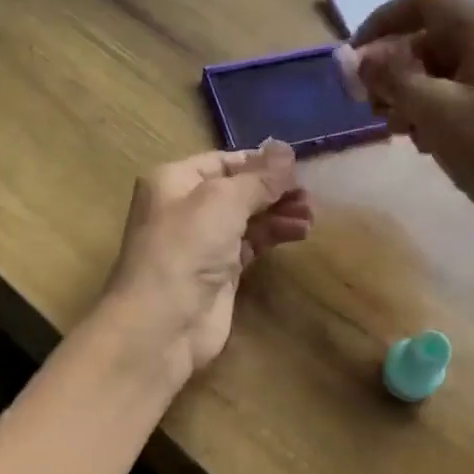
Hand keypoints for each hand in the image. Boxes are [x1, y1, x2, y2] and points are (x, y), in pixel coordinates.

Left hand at [101, 141, 313, 383]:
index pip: (223, 162)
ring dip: (279, 214)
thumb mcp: (223, 201)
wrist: (163, 323)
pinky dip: (274, 236)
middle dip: (273, 190)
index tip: (297, 167)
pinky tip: (299, 232)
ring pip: (247, 219)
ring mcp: (202, 243)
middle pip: (237, 190)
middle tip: (310, 196)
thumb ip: (259, 177)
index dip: (259, 162)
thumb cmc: (186, 248)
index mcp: (174, 181)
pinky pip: (251, 245)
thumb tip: (287, 150)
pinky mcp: (219, 273)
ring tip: (311, 216)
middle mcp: (185, 208)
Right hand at [352, 0, 473, 259]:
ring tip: (397, 129)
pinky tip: (425, 141)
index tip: (354, 59)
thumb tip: (357, 58)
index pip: (425, 2)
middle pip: (434, 36)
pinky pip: (464, 91)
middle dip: (396, 68)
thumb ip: (392, 78)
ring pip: (446, 68)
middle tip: (372, 106)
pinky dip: (436, 108)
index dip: (382, 23)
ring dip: (412, 93)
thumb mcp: (435, 112)